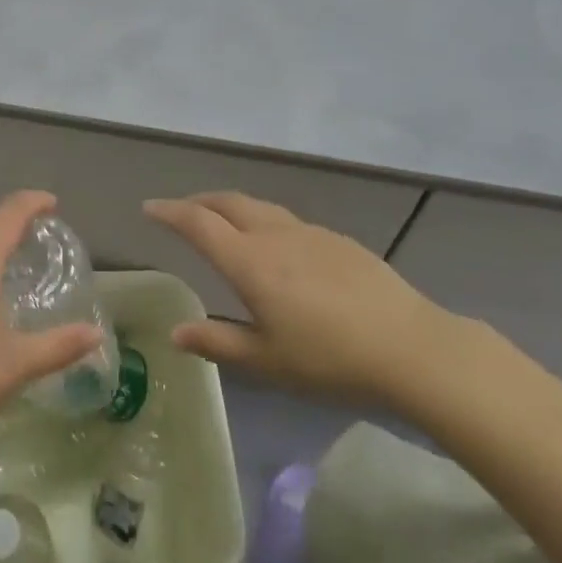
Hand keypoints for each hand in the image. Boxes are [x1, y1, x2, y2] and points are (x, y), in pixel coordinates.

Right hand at [145, 191, 459, 407]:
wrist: (411, 348)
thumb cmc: (330, 359)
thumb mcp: (266, 361)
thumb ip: (217, 343)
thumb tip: (176, 333)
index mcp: (250, 262)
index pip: (199, 224)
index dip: (170, 212)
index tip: (150, 208)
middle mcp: (274, 236)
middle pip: (228, 203)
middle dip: (199, 201)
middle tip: (182, 210)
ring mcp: (310, 233)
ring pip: (259, 207)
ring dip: (232, 207)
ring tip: (223, 221)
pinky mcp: (338, 241)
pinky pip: (287, 220)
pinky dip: (264, 220)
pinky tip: (276, 246)